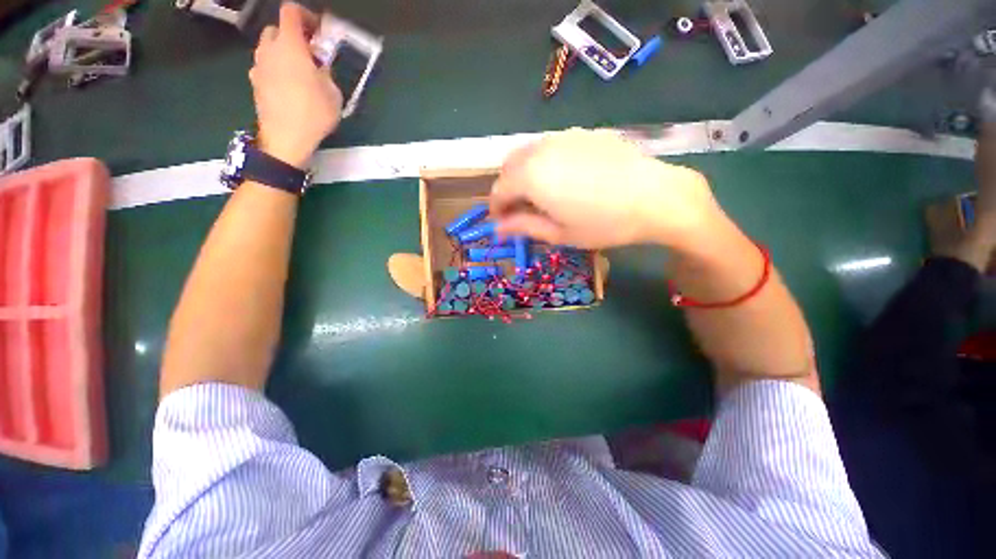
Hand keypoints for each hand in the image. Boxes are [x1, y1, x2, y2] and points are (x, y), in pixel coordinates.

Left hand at [249, 3, 342, 167]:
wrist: (286, 138)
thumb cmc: (313, 113)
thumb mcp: (333, 93)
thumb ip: (326, 72)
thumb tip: (318, 66)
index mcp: (290, 46)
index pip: (291, 12)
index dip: (305, 16)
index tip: (318, 32)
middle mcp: (270, 50)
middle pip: (277, 29)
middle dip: (292, 36)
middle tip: (309, 55)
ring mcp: (259, 66)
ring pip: (269, 48)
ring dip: (283, 53)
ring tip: (300, 73)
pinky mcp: (255, 83)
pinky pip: (266, 67)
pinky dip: (276, 70)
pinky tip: (289, 88)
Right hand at [490, 128, 721, 249]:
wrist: (656, 197)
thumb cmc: (603, 223)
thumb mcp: (558, 233)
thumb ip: (523, 226)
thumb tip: (498, 229)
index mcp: (531, 176)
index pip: (498, 190)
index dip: (496, 208)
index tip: (502, 222)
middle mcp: (541, 149)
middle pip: (509, 166)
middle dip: (507, 188)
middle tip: (519, 209)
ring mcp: (564, 137)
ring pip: (529, 153)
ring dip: (524, 174)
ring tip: (540, 195)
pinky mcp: (584, 133)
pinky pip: (552, 146)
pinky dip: (545, 162)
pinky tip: (564, 179)